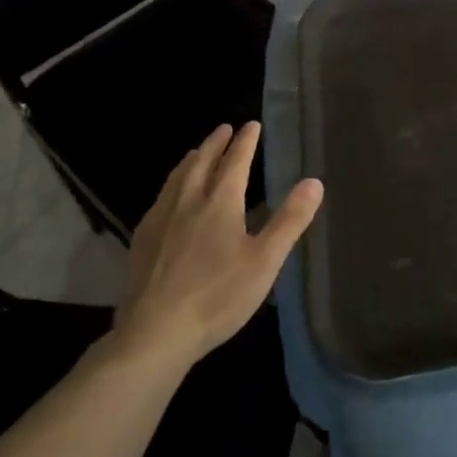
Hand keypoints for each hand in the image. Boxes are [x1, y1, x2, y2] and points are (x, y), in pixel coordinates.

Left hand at [112, 122, 323, 366]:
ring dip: (192, 160)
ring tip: (196, 152)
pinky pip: (160, 198)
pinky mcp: (143, 241)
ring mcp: (161, 220)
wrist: (156, 332)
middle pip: (202, 163)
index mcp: (220, 203)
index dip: (245, 142)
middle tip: (224, 128)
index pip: (235, 162)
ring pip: (177, 178)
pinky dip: (171, 184)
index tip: (252, 124)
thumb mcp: (265, 261)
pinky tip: (168, 197)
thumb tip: (314, 181)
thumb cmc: (218, 296)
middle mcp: (188, 202)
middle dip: (216, 143)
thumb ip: (290, 220)